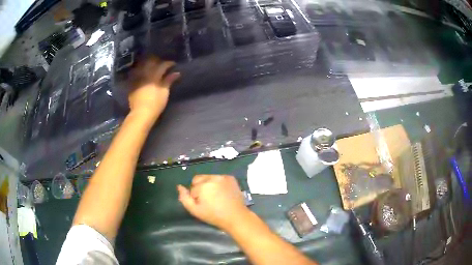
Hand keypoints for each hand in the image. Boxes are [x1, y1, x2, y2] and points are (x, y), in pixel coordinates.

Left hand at [128, 57, 179, 120]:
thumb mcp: (164, 92)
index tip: (173, 64)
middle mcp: (145, 74)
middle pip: (150, 62)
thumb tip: (176, 73)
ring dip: (148, 65)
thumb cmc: (155, 104)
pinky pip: (136, 74)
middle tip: (162, 63)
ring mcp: (137, 79)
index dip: (169, 64)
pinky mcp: (132, 84)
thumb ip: (169, 81)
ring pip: (142, 66)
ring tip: (152, 67)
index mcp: (154, 76)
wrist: (141, 114)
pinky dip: (141, 72)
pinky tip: (144, 74)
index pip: (162, 65)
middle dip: (157, 61)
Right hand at [177, 175, 249, 231]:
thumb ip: (184, 198)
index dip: (195, 197)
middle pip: (199, 179)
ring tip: (216, 196)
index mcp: (202, 185)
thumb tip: (179, 186)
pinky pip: (219, 178)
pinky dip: (219, 183)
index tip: (202, 205)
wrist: (236, 217)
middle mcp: (212, 177)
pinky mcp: (231, 178)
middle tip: (208, 200)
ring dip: (209, 185)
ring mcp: (223, 177)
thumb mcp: (195, 210)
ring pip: (209, 178)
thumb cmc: (214, 216)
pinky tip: (223, 193)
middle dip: (200, 187)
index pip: (192, 188)